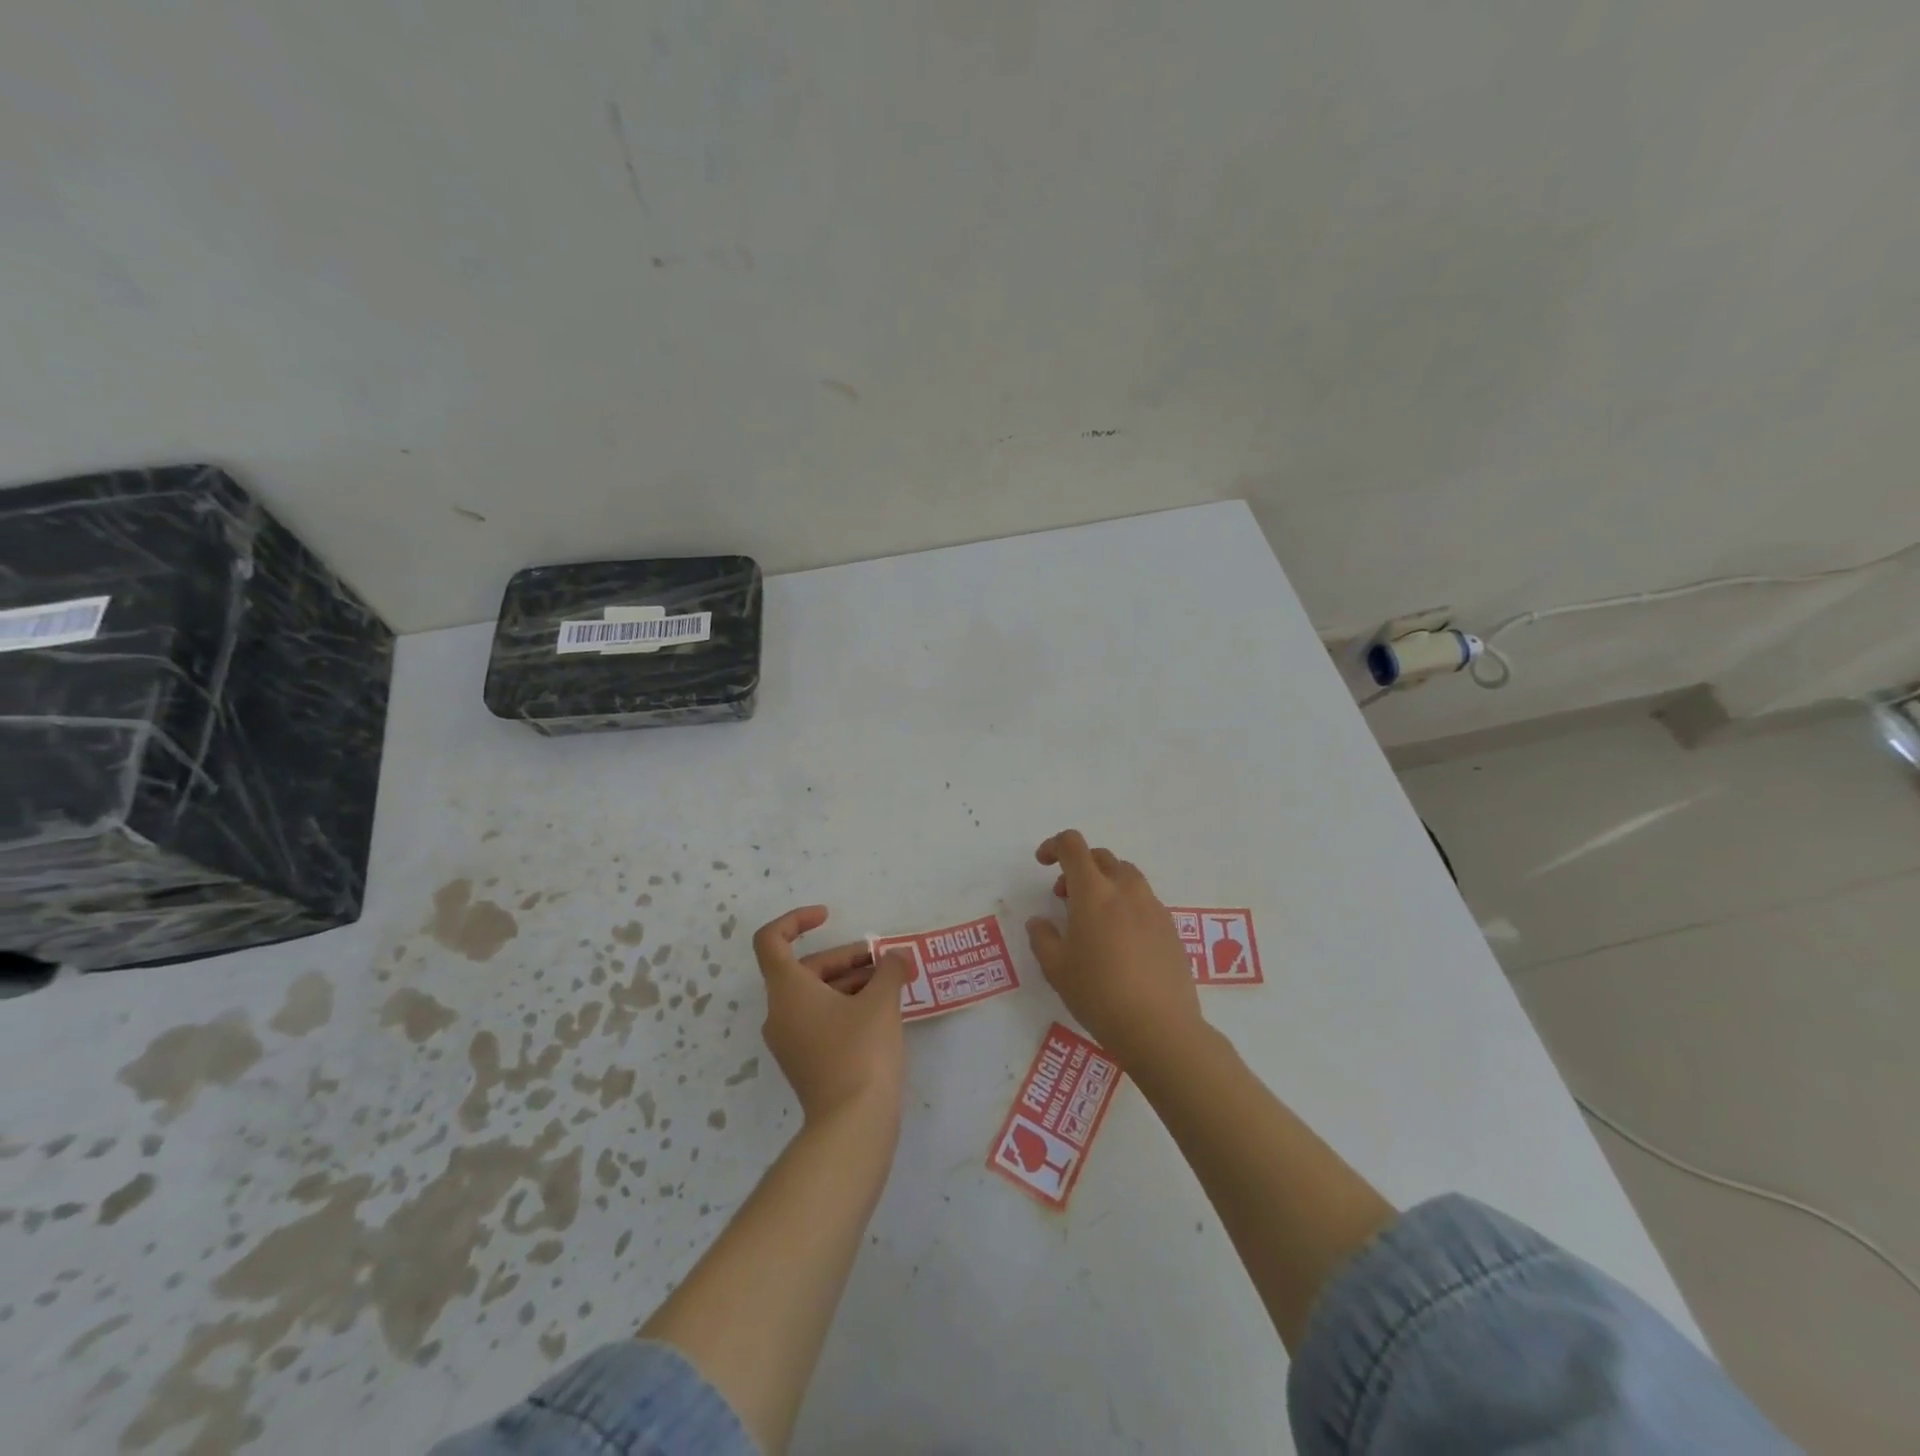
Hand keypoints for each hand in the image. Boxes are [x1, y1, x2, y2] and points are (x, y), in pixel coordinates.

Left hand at [754, 906, 910, 1127]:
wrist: (852, 1125)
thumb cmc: (862, 1051)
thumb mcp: (882, 1001)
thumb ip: (889, 969)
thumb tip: (894, 957)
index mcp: (787, 990)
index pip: (771, 941)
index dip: (796, 920)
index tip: (827, 916)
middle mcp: (780, 1013)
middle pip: (805, 968)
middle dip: (846, 958)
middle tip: (884, 961)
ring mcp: (790, 1041)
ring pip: (816, 995)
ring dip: (851, 982)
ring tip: (890, 984)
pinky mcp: (805, 1063)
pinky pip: (820, 1019)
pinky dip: (846, 1006)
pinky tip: (881, 1013)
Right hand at [1025, 831, 1203, 1069]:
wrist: (1160, 1028)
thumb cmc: (1099, 994)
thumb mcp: (1056, 969)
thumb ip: (1042, 937)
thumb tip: (1040, 922)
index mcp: (1093, 892)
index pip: (1073, 846)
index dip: (1054, 846)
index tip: (1043, 863)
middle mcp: (1126, 890)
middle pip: (1101, 857)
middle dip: (1079, 867)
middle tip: (1064, 897)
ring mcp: (1153, 908)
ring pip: (1127, 876)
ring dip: (1105, 883)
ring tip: (1094, 919)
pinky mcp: (1171, 928)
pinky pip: (1145, 901)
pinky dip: (1127, 905)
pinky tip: (1121, 942)